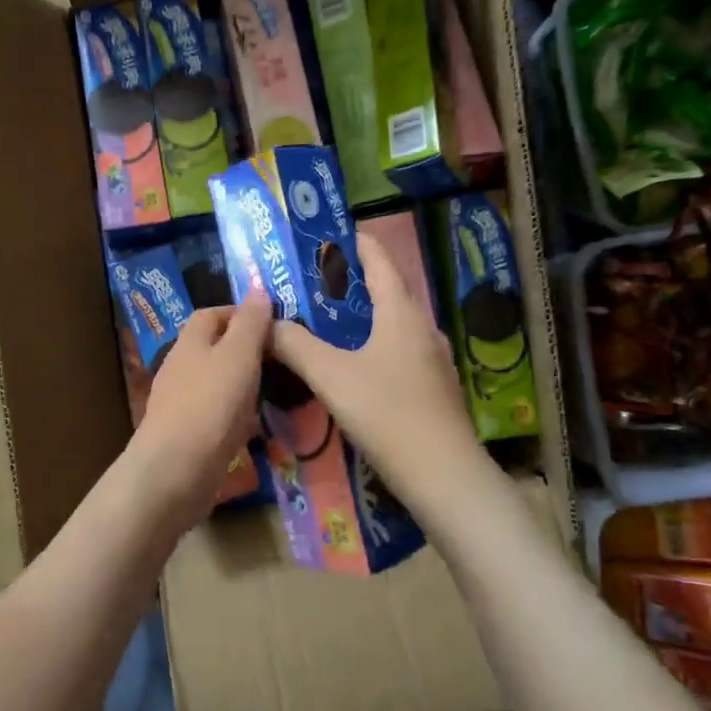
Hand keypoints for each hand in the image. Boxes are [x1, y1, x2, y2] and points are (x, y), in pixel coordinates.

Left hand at [124, 295, 269, 530]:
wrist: (175, 472)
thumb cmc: (209, 405)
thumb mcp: (238, 356)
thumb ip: (250, 323)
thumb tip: (258, 289)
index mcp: (189, 343)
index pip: (211, 314)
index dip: (240, 313)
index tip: (273, 323)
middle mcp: (180, 369)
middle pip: (214, 349)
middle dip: (245, 350)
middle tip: (281, 359)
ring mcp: (181, 404)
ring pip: (216, 384)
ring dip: (242, 385)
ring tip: (275, 390)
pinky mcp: (187, 436)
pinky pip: (216, 416)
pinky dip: (236, 416)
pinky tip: (256, 428)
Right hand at [269, 232, 483, 513]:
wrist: (444, 476)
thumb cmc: (387, 413)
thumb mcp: (331, 376)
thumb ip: (295, 345)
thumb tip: (265, 323)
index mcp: (400, 313)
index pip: (380, 261)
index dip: (357, 243)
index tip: (333, 234)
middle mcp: (422, 327)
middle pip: (388, 290)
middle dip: (354, 281)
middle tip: (317, 281)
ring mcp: (433, 359)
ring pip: (394, 323)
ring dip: (365, 314)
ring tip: (330, 320)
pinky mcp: (434, 387)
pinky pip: (400, 349)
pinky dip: (375, 343)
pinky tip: (356, 364)